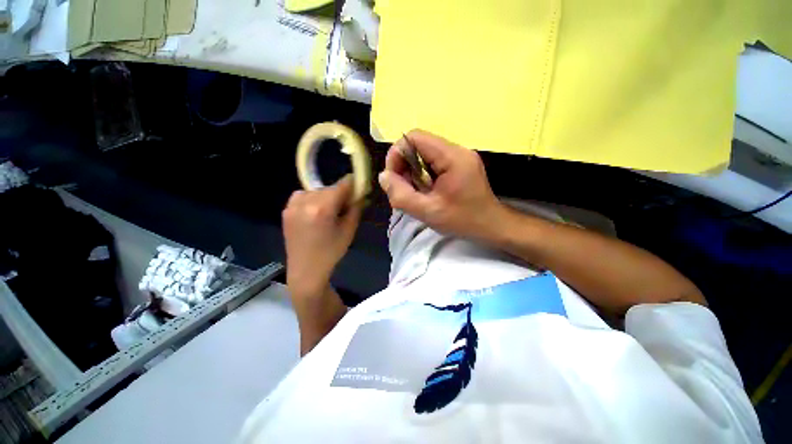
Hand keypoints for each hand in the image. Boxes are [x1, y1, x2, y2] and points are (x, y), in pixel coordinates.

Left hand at [283, 175, 362, 294]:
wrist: (306, 270)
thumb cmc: (331, 252)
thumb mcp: (349, 230)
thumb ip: (355, 208)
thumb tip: (360, 193)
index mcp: (323, 208)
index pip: (342, 185)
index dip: (353, 184)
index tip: (359, 187)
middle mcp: (305, 202)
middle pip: (329, 187)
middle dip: (340, 194)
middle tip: (346, 206)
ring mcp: (293, 205)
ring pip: (316, 190)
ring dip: (326, 196)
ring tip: (329, 211)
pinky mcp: (286, 210)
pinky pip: (303, 195)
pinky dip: (312, 199)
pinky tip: (316, 212)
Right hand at [378, 129, 504, 239]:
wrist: (491, 226)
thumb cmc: (462, 220)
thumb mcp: (427, 212)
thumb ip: (401, 195)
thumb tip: (384, 176)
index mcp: (451, 157)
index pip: (414, 137)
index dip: (397, 154)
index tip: (394, 178)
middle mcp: (456, 150)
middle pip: (418, 145)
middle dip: (404, 166)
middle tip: (404, 189)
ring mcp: (459, 156)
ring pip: (424, 154)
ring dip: (413, 172)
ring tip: (415, 193)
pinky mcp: (459, 164)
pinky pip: (433, 162)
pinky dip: (422, 175)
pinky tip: (425, 191)